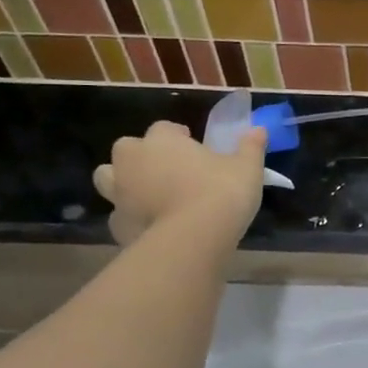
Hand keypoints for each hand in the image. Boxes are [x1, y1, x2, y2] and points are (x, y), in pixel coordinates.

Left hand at [93, 121, 266, 248]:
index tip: (194, 146)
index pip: (165, 128)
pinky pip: (120, 215)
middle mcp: (133, 161)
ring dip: (124, 182)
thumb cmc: (221, 193)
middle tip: (168, 169)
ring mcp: (120, 193)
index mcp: (162, 141)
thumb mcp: (247, 167)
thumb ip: (250, 147)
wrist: (193, 240)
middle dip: (142, 155)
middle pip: (128, 149)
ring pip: (109, 179)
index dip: (178, 135)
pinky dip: (131, 217)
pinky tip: (152, 226)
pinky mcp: (117, 225)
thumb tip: (259, 129)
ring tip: (150, 195)